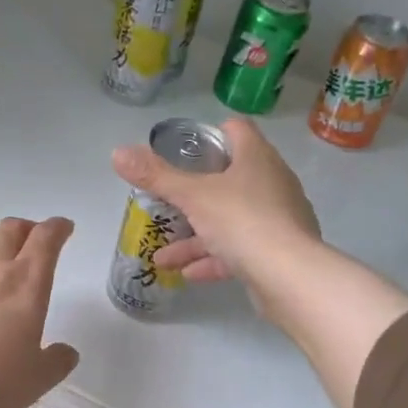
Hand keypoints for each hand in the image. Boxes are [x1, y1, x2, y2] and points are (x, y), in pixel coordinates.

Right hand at [110, 117, 319, 296]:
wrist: (289, 276)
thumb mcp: (193, 196)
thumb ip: (156, 176)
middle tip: (169, 201)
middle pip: (231, 178)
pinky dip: (214, 259)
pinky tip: (188, 274)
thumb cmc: (242, 221)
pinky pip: (240, 251)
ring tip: (163, 256)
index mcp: (257, 158)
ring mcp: (278, 219)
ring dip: (197, 237)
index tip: (185, 150)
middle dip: (196, 193)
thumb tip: (117, 153)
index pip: (237, 130)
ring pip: (231, 220)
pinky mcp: (278, 253)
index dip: (211, 134)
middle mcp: (272, 183)